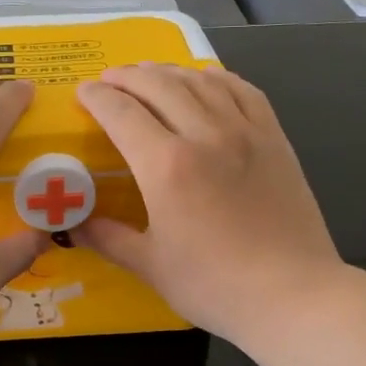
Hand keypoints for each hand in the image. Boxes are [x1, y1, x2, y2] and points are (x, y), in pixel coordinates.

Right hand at [73, 64, 343, 345]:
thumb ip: (108, 238)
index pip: (121, 113)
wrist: (292, 294)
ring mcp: (245, 132)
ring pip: (201, 81)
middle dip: (128, 76)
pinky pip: (243, 91)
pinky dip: (217, 78)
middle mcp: (204, 135)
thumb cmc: (214, 285)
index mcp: (165, 166)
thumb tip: (72, 226)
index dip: (97, 97)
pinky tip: (207, 81)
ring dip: (169, 71)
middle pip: (159, 85)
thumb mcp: (151, 266)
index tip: (82, 93)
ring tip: (150, 74)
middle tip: (110, 80)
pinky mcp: (274, 138)